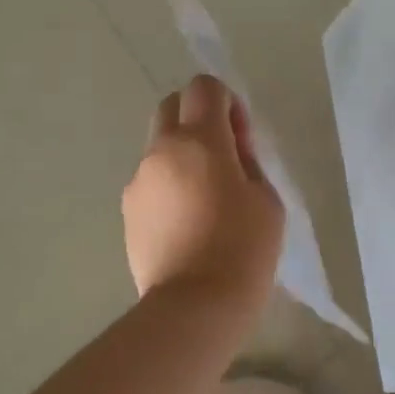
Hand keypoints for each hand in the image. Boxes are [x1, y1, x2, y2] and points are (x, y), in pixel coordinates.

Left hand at [123, 75, 284, 317]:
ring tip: (206, 201)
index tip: (240, 138)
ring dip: (182, 156)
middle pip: (172, 107)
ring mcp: (138, 182)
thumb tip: (230, 150)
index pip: (204, 88)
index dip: (226, 103)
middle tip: (223, 158)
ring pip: (159, 148)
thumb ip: (247, 162)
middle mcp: (160, 151)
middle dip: (198, 119)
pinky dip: (168, 187)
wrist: (195, 306)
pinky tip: (187, 224)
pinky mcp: (128, 212)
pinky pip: (150, 182)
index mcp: (200, 140)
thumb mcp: (266, 199)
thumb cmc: (244, 248)